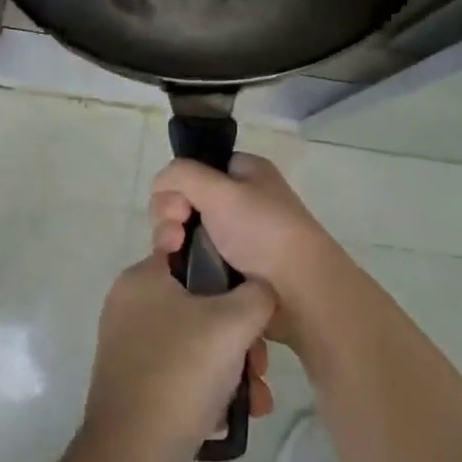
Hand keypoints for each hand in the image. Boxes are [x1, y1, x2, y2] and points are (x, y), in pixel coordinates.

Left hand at [83, 256, 276, 461]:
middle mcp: (130, 304)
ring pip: (195, 342)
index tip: (253, 301)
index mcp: (143, 277)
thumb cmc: (182, 372)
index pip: (193, 253)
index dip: (229, 274)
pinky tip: (233, 415)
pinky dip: (208, 387)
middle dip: (240, 336)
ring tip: (256, 400)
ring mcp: (128, 346)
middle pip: (200, 304)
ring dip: (232, 367)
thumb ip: (258, 294)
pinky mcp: (132, 383)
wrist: (131, 457)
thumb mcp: (235, 323)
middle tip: (260, 366)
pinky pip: (179, 371)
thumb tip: (261, 290)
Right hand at [149, 154, 347, 349]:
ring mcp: (235, 237)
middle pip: (185, 200)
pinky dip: (183, 264)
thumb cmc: (264, 231)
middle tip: (174, 237)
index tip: (178, 206)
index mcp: (245, 172)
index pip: (195, 168)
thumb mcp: (221, 189)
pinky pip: (195, 259)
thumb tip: (160, 184)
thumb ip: (182, 174)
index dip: (178, 184)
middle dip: (169, 216)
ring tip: (173, 256)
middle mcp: (239, 199)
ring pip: (186, 231)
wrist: (300, 292)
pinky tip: (177, 275)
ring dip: (171, 241)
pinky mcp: (230, 270)